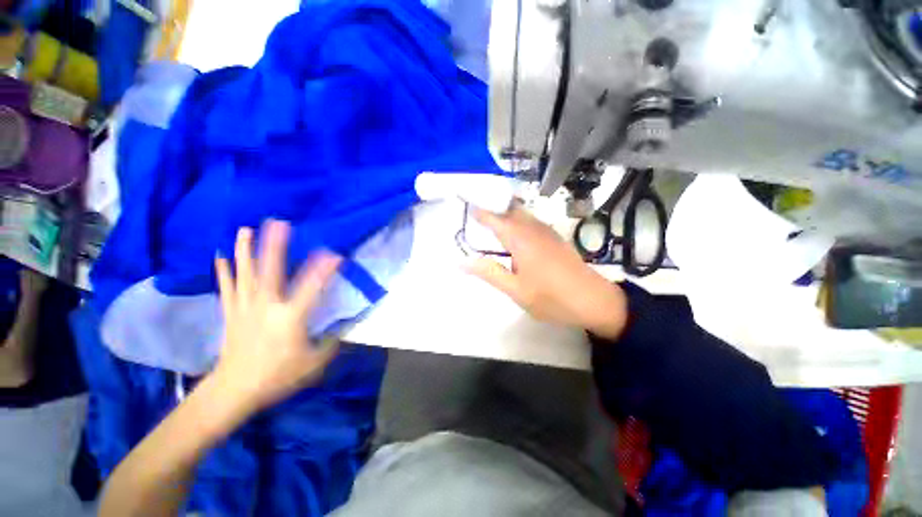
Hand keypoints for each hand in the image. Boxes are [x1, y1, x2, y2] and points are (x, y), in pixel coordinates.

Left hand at [213, 220, 341, 416]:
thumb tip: (343, 327)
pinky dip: (223, 270)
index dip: (324, 270)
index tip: (335, 253)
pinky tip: (220, 255)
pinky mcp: (231, 312)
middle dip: (275, 245)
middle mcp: (266, 306)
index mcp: (290, 318)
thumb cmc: (277, 376)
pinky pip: (227, 287)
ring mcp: (245, 307)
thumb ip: (331, 342)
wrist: (234, 390)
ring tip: (245, 229)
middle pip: (270, 271)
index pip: (311, 288)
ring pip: (245, 274)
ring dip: (245, 250)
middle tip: (278, 223)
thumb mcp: (314, 363)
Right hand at [466, 204, 627, 339]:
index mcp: (521, 239)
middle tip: (474, 209)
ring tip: (487, 217)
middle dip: (492, 205)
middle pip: (509, 208)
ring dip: (504, 211)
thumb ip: (489, 273)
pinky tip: (512, 231)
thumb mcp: (516, 290)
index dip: (479, 210)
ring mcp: (546, 232)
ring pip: (521, 213)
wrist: (595, 301)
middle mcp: (533, 229)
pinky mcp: (554, 237)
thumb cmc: (552, 298)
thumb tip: (462, 261)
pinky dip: (516, 219)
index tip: (465, 203)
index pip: (495, 218)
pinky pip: (530, 220)